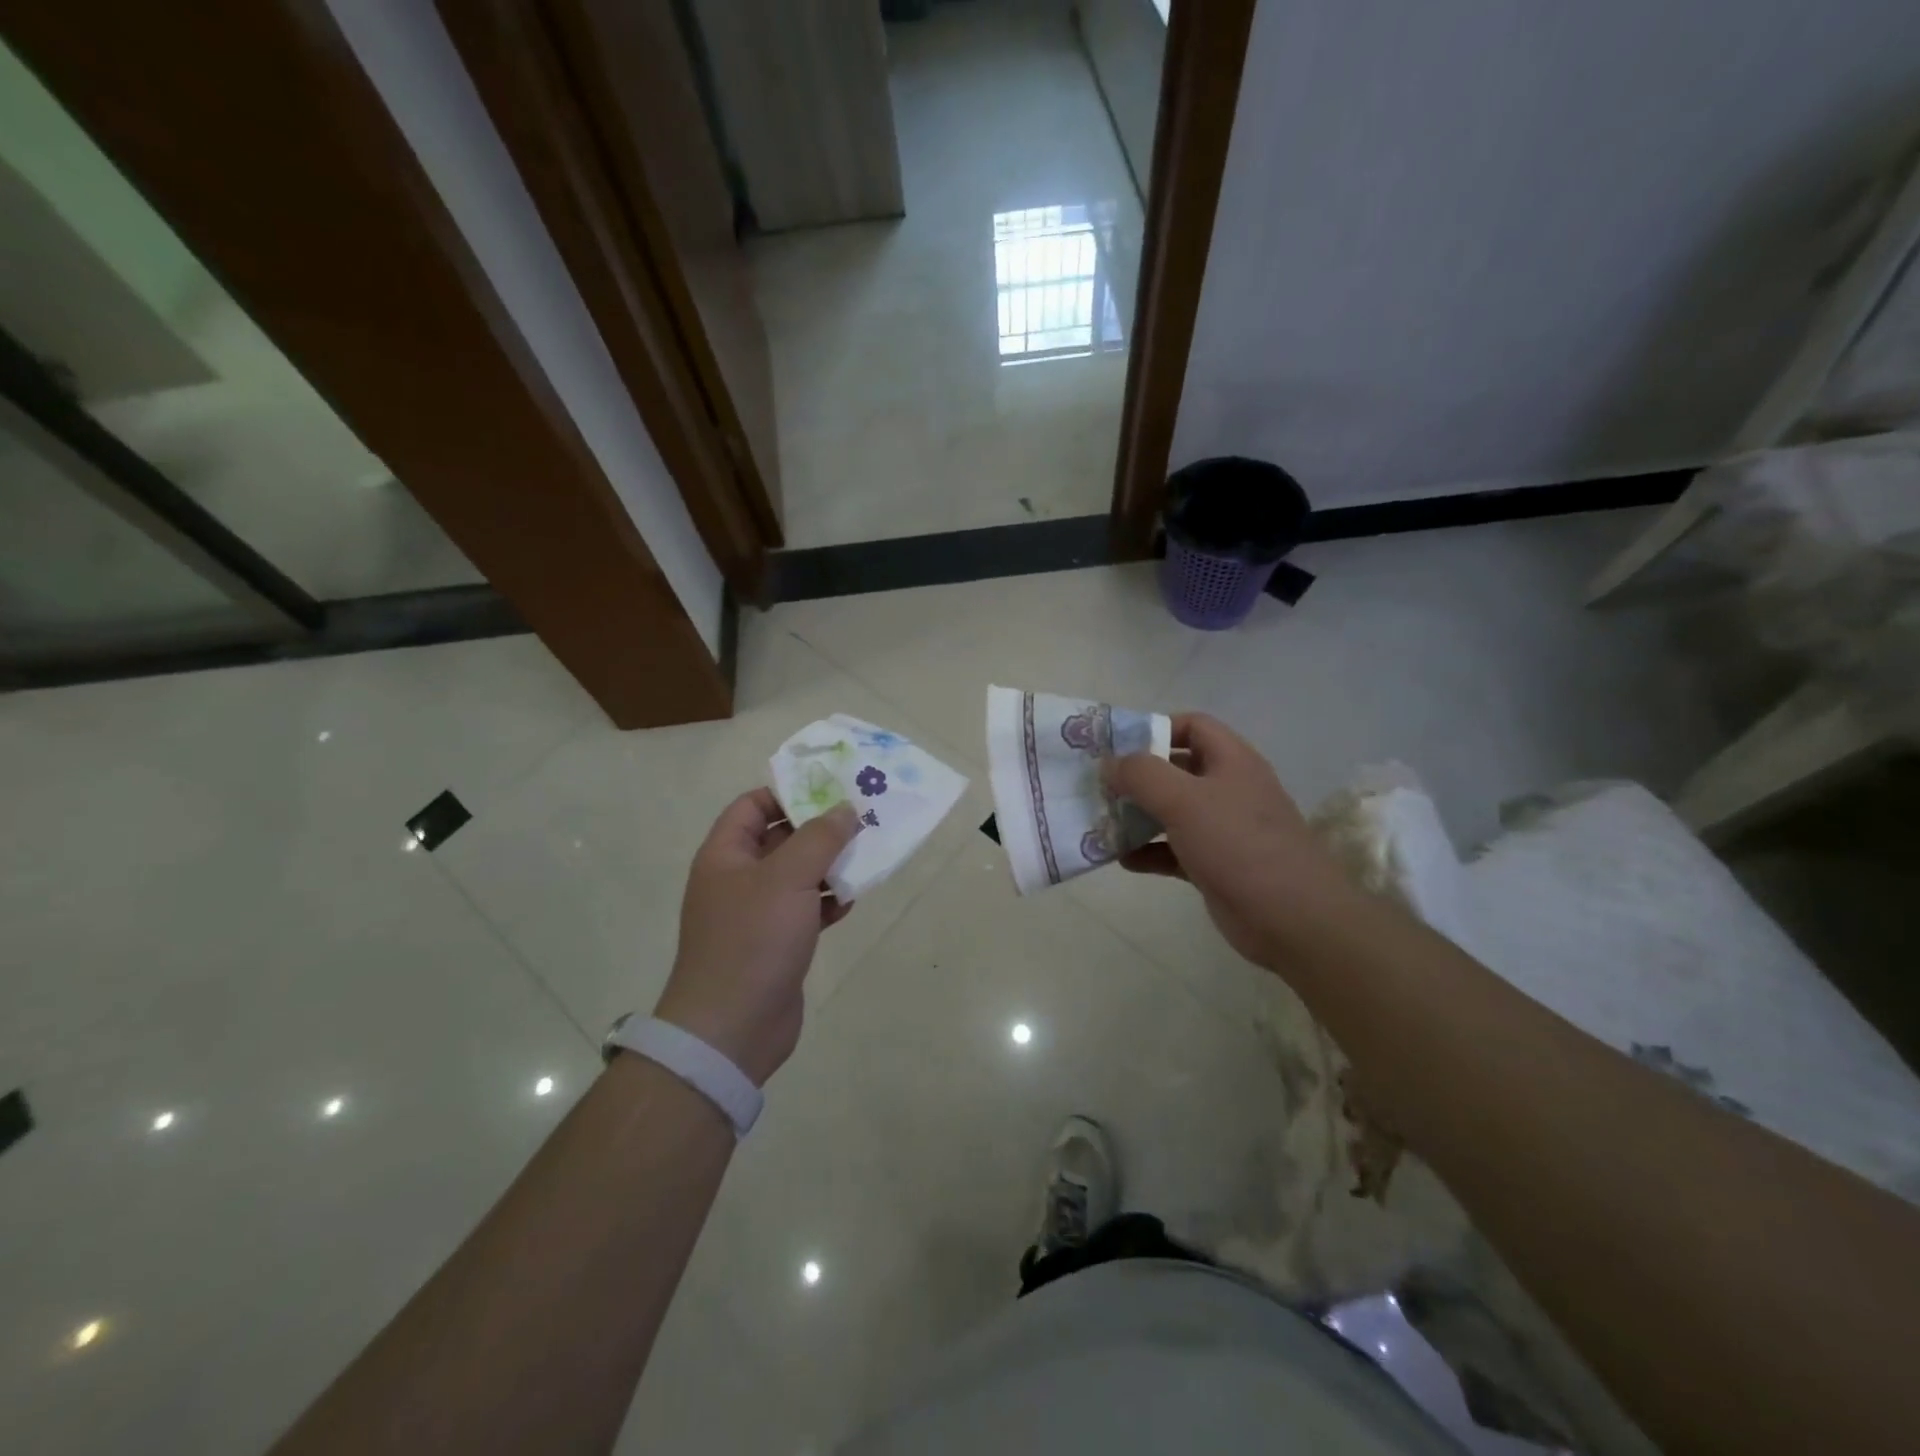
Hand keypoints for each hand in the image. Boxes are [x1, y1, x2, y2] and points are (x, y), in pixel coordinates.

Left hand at [651, 790, 861, 1085]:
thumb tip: (845, 809)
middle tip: (862, 818)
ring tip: (867, 855)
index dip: (788, 792)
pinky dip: (827, 901)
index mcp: (726, 855)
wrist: (733, 1028)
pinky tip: (851, 901)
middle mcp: (738, 879)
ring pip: (797, 874)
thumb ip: (819, 837)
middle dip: (819, 829)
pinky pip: (805, 908)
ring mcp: (756, 913)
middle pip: (780, 838)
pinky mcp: (776, 943)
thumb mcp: (788, 877)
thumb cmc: (753, 940)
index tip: (831, 789)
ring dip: (829, 865)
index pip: (753, 806)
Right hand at [1101, 713, 1358, 970]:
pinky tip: (1122, 859)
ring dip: (1138, 815)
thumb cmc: (1238, 845)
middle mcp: (1229, 789)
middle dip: (1138, 776)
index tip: (1118, 747)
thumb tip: (1109, 763)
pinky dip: (1149, 851)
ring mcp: (1223, 829)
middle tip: (1100, 786)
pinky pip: (1174, 850)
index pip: (1192, 726)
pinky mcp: (1216, 865)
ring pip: (1173, 812)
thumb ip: (1141, 774)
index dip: (1156, 728)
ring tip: (1102, 821)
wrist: (1292, 919)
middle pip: (1177, 769)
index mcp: (1231, 761)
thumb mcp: (1184, 800)